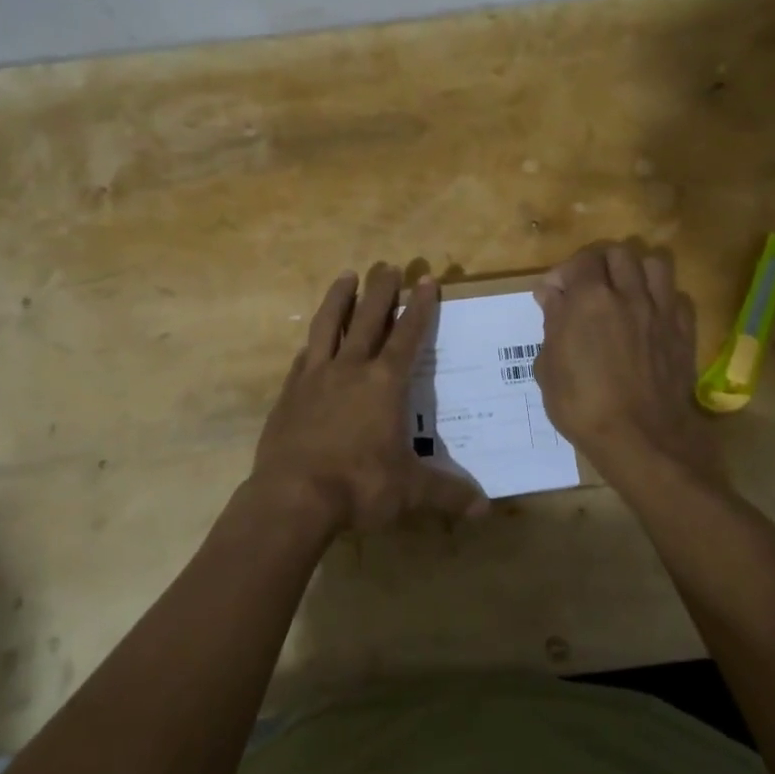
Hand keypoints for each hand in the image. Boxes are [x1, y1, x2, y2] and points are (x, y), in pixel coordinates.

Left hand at [247, 264, 489, 534]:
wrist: (293, 497)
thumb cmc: (359, 486)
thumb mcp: (410, 492)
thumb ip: (447, 494)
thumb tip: (486, 508)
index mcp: (384, 384)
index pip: (408, 335)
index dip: (420, 307)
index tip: (426, 279)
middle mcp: (350, 370)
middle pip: (369, 318)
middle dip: (382, 290)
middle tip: (389, 264)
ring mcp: (315, 378)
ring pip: (329, 326)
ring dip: (339, 298)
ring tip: (347, 275)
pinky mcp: (288, 394)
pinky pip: (303, 359)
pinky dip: (312, 345)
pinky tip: (311, 343)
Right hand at [533, 242, 723, 485]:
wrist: (642, 439)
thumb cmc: (583, 407)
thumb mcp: (549, 368)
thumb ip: (552, 324)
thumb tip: (552, 296)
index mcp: (589, 300)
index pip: (581, 260)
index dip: (565, 272)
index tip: (554, 294)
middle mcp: (628, 294)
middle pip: (619, 253)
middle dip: (600, 263)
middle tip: (589, 288)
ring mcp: (661, 311)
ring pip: (655, 264)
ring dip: (637, 271)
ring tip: (625, 292)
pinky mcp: (684, 331)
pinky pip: (678, 296)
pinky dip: (663, 298)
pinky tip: (652, 316)